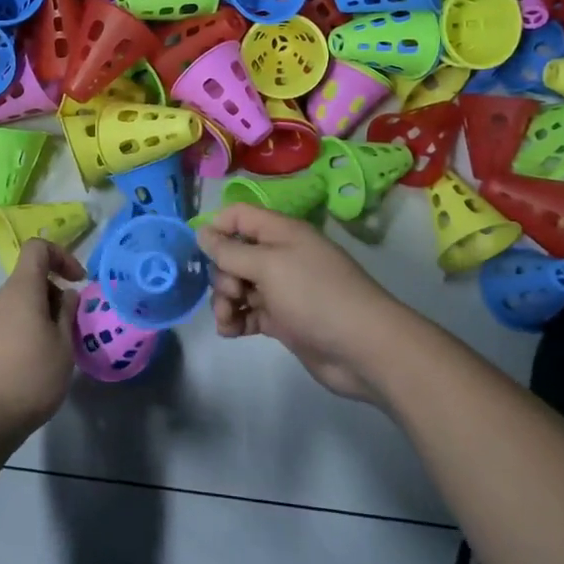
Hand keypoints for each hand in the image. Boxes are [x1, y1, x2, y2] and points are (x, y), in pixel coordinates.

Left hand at [0, 240, 85, 441]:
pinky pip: (2, 325)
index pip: (37, 249)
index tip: (78, 282)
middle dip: (52, 299)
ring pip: (16, 306)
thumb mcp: (63, 347)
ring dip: (36, 319)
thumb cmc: (29, 379)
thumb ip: (67, 315)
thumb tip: (65, 295)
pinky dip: (19, 334)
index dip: (61, 256)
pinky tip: (26, 369)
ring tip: (49, 356)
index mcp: (20, 290)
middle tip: (68, 333)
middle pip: (28, 281)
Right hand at [196, 204, 403, 402]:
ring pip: (238, 286)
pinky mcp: (283, 319)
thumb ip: (231, 251)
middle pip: (234, 254)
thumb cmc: (315, 295)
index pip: (239, 216)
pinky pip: (249, 312)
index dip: (217, 228)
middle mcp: (280, 256)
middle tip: (233, 293)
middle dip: (222, 274)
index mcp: (280, 232)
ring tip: (229, 320)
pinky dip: (236, 320)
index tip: (202, 252)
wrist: (363, 348)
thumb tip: (201, 232)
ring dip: (225, 301)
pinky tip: (232, 332)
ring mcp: (281, 289)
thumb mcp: (268, 266)